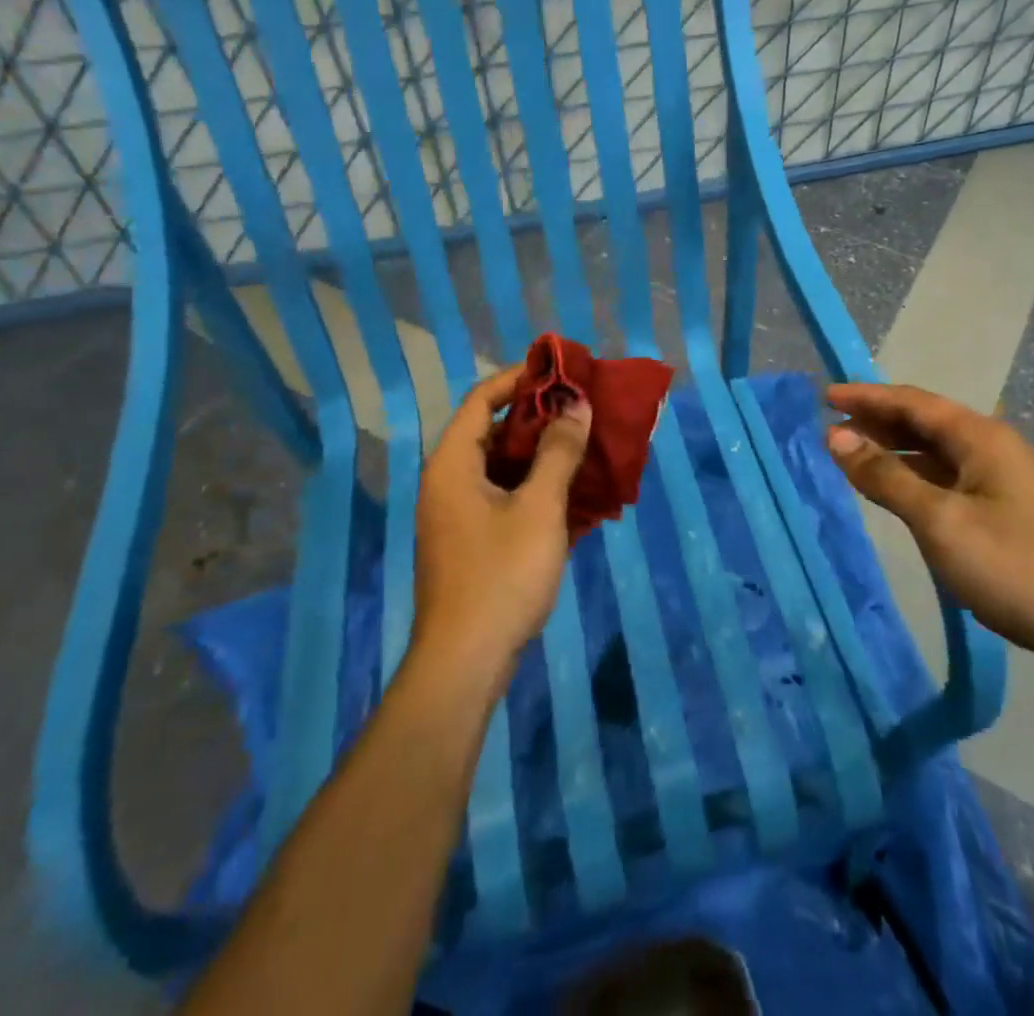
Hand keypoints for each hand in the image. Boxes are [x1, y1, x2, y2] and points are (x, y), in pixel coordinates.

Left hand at [411, 366, 591, 693]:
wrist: (465, 663)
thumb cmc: (501, 574)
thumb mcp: (539, 508)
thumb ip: (558, 452)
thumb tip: (577, 405)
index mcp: (453, 463)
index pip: (482, 400)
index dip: (519, 379)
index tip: (560, 371)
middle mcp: (448, 482)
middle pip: (492, 432)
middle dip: (539, 418)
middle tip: (581, 408)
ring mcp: (458, 515)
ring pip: (502, 468)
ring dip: (542, 455)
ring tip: (585, 445)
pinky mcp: (471, 543)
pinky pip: (504, 498)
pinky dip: (535, 488)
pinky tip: (573, 493)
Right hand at [825, 382, 1033, 684]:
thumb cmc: (1017, 567)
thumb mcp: (941, 521)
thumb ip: (886, 477)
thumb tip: (835, 435)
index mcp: (979, 437)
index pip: (911, 401)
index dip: (866, 396)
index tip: (824, 395)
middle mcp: (991, 448)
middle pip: (924, 422)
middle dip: (877, 420)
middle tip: (830, 425)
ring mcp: (1000, 481)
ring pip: (935, 451)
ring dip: (893, 449)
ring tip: (851, 454)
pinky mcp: (1004, 512)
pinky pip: (946, 478)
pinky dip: (913, 477)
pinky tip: (895, 492)